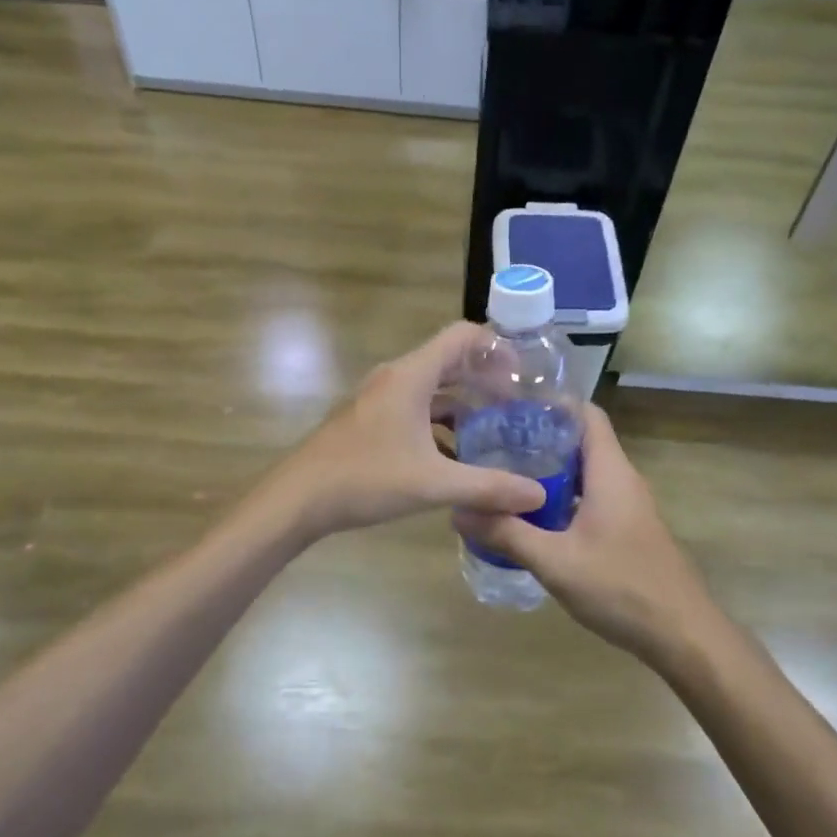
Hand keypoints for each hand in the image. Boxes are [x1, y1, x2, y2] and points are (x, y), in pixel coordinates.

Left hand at [267, 322, 545, 538]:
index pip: (462, 336)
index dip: (497, 346)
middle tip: (519, 404)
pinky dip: (439, 424)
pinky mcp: (369, 420)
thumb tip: (539, 495)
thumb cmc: (365, 479)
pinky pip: (414, 409)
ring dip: (463, 405)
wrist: (297, 499)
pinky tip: (456, 456)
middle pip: (450, 362)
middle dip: (486, 379)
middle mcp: (395, 378)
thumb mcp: (433, 484)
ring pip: (431, 389)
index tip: (524, 373)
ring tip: (494, 432)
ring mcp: (379, 399)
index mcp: (411, 376)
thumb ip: (488, 487)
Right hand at [456, 406, 716, 662]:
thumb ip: (506, 534)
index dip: (551, 403)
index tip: (509, 406)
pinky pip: (591, 499)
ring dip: (549, 473)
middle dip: (539, 439)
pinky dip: (563, 499)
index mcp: (610, 472)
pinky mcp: (628, 530)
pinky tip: (533, 521)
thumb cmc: (622, 588)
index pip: (586, 414)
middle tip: (493, 444)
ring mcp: (629, 506)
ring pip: (585, 474)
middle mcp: (622, 480)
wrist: (684, 636)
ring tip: (504, 479)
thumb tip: (458, 511)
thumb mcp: (555, 562)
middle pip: (580, 442)